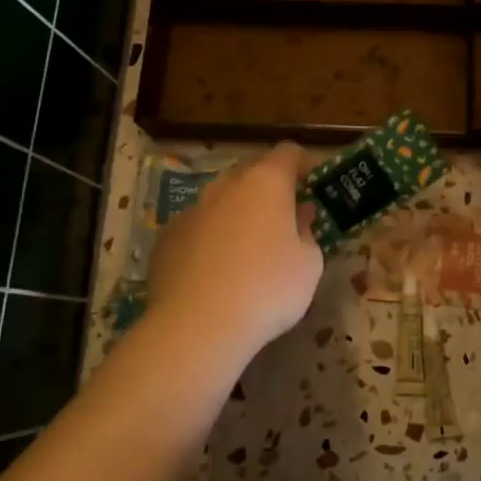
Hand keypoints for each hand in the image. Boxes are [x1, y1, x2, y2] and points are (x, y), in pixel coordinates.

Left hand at [144, 143, 323, 364]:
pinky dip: (211, 237)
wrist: (197, 327)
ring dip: (238, 211)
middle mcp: (225, 186)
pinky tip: (216, 269)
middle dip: (269, 186)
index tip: (314, 183)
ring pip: (221, 199)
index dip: (304, 163)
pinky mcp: (166, 238)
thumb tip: (298, 217)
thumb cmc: (267, 289)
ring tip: (248, 246)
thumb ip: (306, 232)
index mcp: (266, 182)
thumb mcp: (309, 264)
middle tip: (285, 214)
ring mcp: (191, 210)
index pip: (288, 152)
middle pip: (252, 171)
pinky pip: (197, 227)